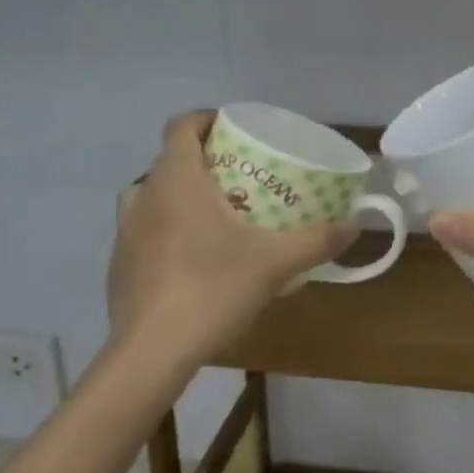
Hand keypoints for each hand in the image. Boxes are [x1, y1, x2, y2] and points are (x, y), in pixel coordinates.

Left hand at [106, 112, 358, 379]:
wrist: (151, 353)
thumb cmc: (212, 289)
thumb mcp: (275, 263)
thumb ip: (316, 240)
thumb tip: (355, 226)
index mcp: (176, 180)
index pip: (181, 125)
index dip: (206, 119)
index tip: (234, 131)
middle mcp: (143, 195)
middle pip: (170, 161)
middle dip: (204, 163)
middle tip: (241, 180)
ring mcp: (124, 232)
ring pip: (153, 197)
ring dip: (182, 197)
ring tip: (217, 218)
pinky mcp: (118, 265)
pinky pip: (145, 231)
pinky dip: (168, 231)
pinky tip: (194, 262)